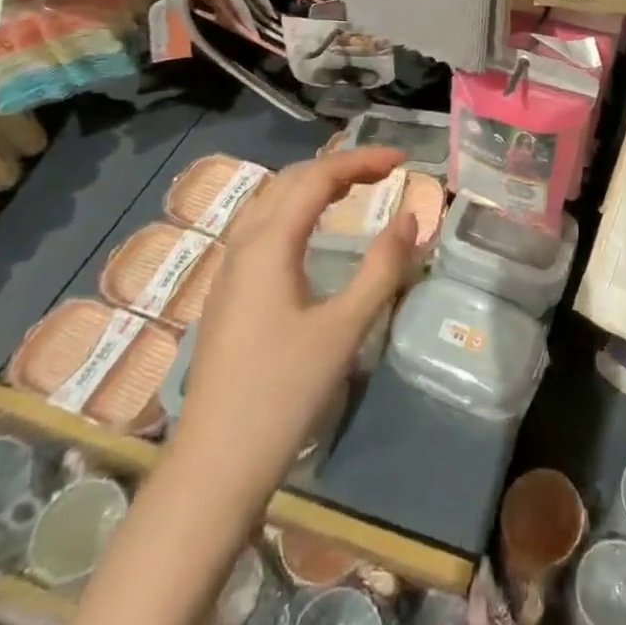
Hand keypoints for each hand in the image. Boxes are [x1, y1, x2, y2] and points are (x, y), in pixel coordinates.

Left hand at [171, 148, 417, 477]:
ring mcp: (229, 269)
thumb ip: (382, 268)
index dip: (362, 160)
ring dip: (313, 184)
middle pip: (290, 180)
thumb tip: (410, 217)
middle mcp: (243, 244)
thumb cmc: (284, 392)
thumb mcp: (345, 328)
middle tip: (385, 171)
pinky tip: (312, 230)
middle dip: (339, 166)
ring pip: (270, 201)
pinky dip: (295, 208)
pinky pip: (261, 225)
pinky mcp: (227, 293)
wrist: (215, 464)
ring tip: (354, 187)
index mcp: (269, 244)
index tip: (404, 160)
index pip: (318, 177)